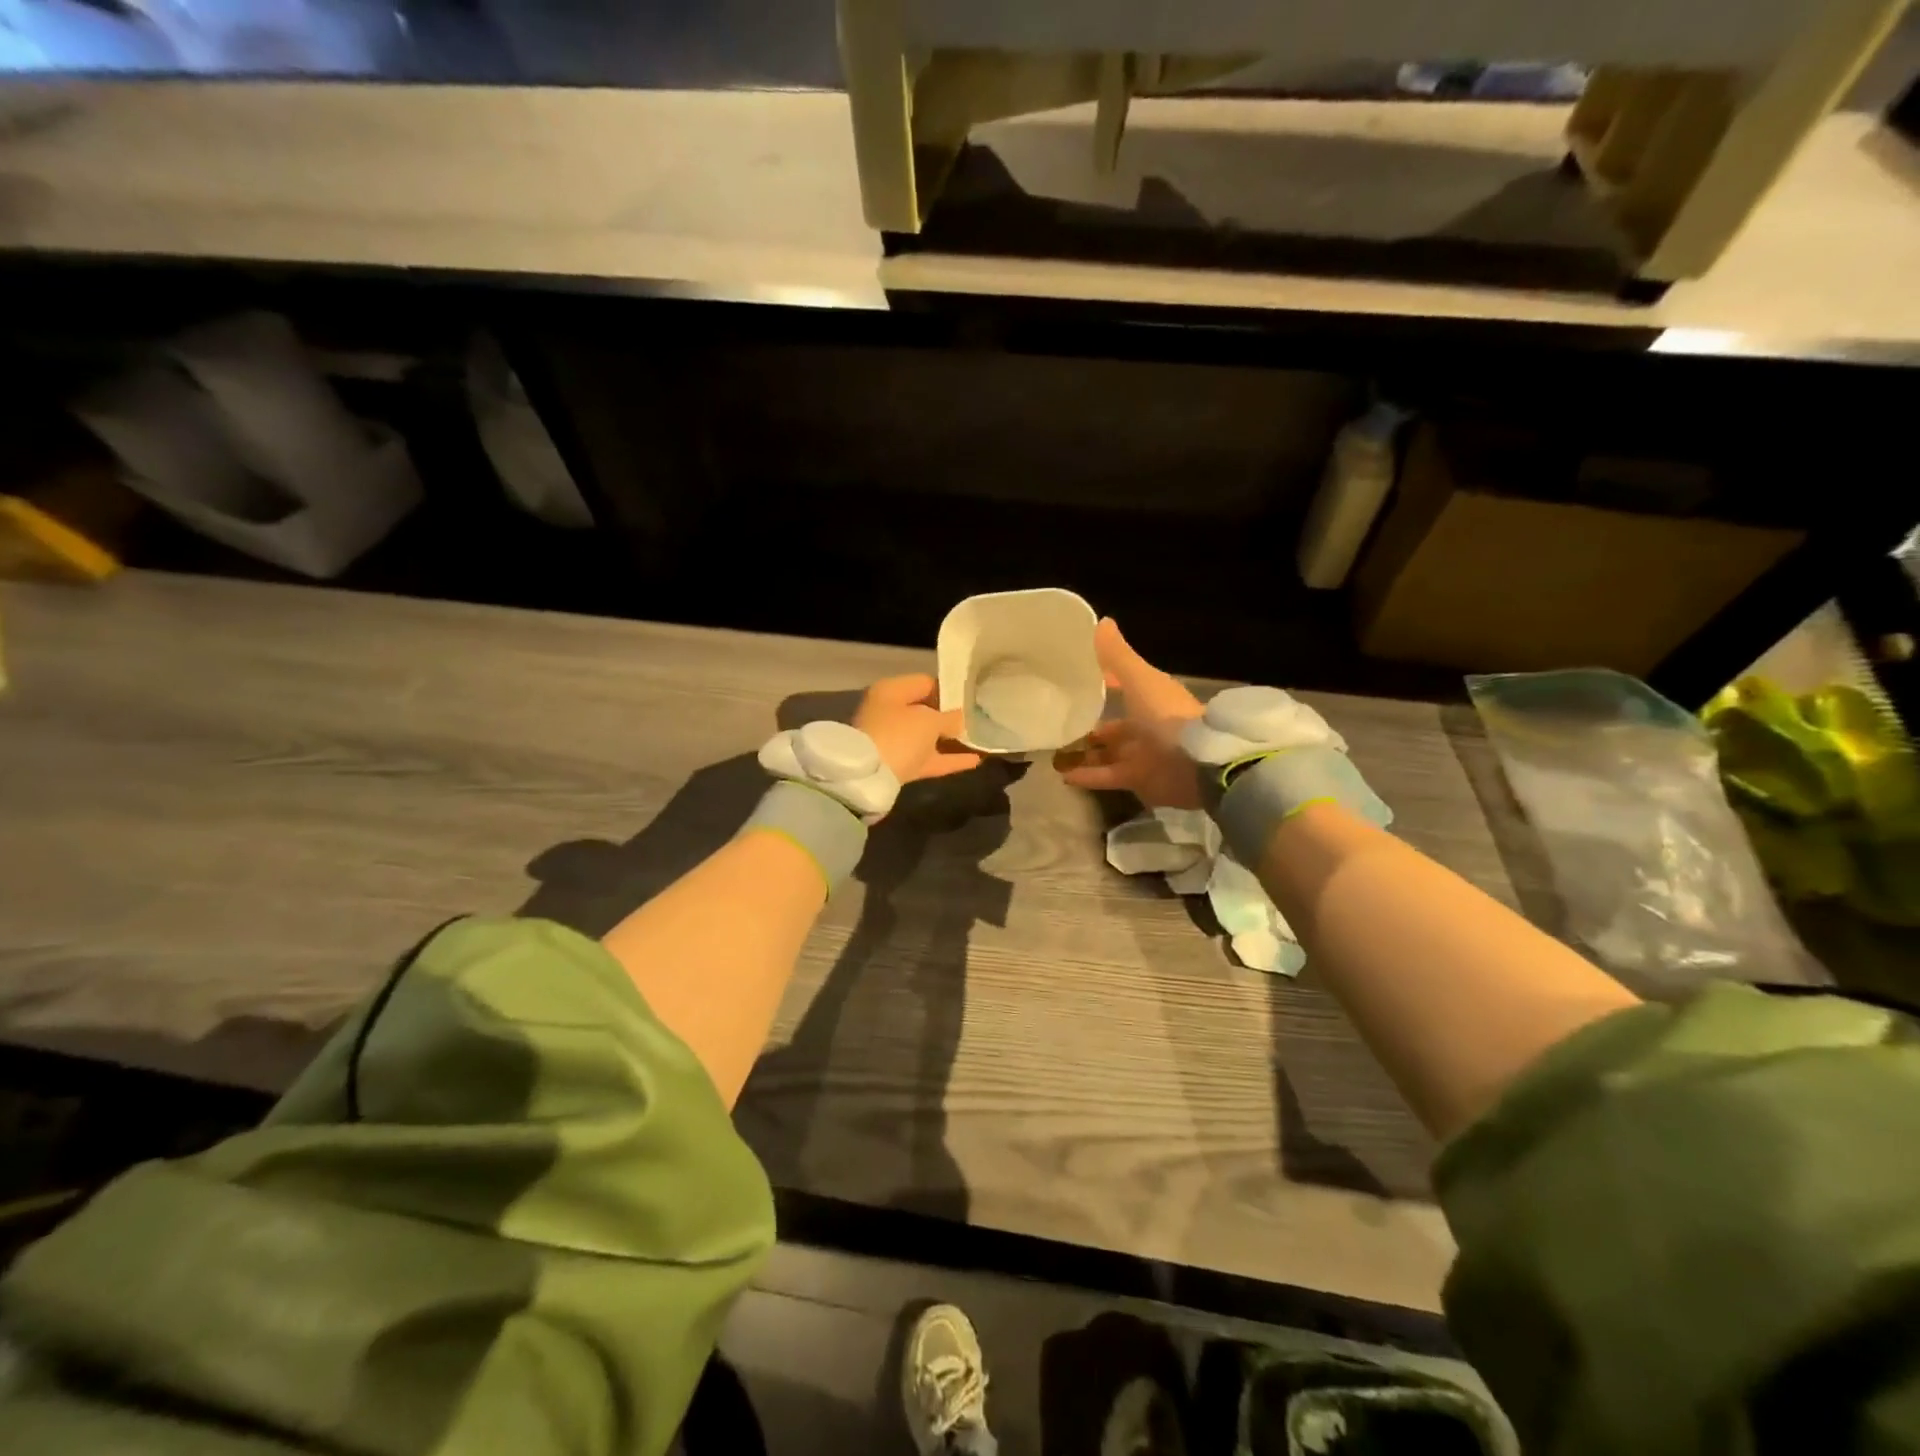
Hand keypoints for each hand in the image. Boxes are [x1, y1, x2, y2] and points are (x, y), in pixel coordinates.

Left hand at [853, 673, 982, 785]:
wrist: (869, 776)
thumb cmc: (900, 735)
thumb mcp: (930, 721)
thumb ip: (950, 718)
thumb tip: (960, 720)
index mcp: (892, 691)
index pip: (925, 683)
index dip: (949, 690)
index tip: (971, 698)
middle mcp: (889, 713)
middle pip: (925, 711)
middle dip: (950, 716)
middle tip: (978, 719)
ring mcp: (892, 741)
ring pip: (926, 737)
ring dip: (950, 739)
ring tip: (980, 739)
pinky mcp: (898, 765)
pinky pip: (928, 758)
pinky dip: (948, 759)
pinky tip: (975, 761)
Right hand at [1056, 619, 1204, 807]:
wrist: (1196, 763)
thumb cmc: (1166, 716)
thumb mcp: (1139, 680)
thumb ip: (1118, 656)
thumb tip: (1101, 621)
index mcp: (1150, 698)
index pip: (1122, 686)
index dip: (1101, 682)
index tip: (1073, 680)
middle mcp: (1146, 726)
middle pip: (1113, 726)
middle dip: (1089, 725)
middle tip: (1057, 723)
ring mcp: (1142, 755)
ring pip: (1107, 752)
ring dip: (1083, 752)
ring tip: (1052, 752)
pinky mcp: (1138, 779)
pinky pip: (1107, 777)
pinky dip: (1087, 776)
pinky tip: (1062, 775)